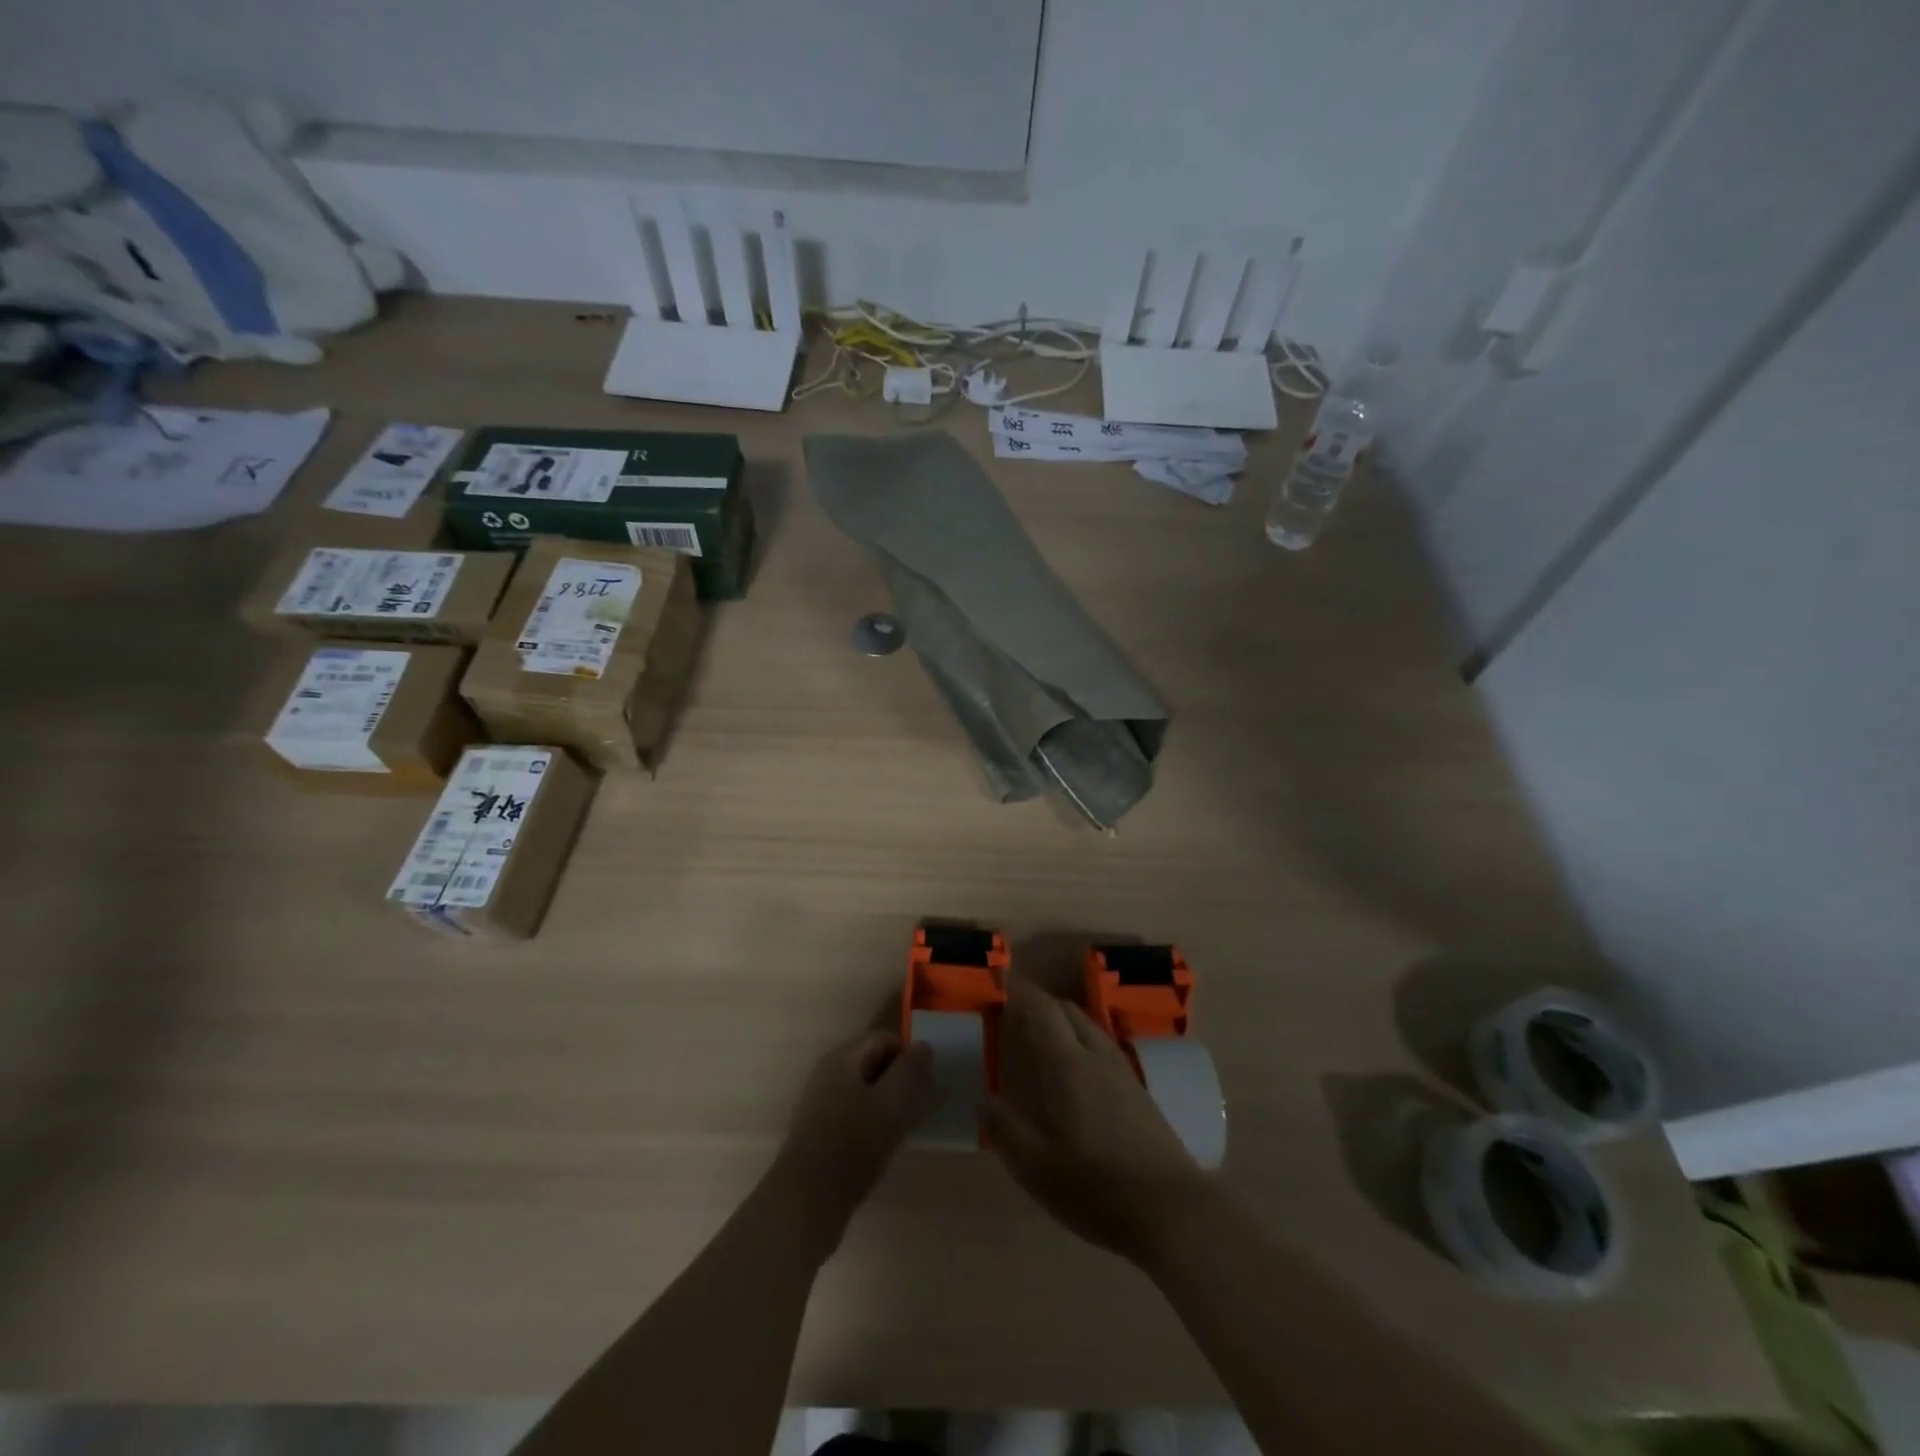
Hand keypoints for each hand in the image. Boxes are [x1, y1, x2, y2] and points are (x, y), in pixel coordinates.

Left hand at [771, 1029, 933, 1255]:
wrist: (806, 1202)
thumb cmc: (852, 1144)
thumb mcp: (890, 1104)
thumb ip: (910, 1071)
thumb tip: (925, 1046)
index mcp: (842, 1058)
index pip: (884, 1038)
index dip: (909, 1055)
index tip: (928, 1082)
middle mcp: (828, 1073)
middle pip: (874, 1062)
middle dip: (901, 1079)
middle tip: (922, 1105)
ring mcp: (822, 1103)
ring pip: (867, 1090)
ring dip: (890, 1102)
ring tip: (908, 1126)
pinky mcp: (822, 1131)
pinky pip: (856, 1112)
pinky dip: (875, 1120)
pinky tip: (886, 1144)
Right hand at [984, 977, 1211, 1265]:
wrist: (1172, 1211)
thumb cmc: (1096, 1187)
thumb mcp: (1037, 1168)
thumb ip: (1006, 1129)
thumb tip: (984, 1098)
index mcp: (1068, 1065)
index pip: (1040, 1009)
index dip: (1018, 990)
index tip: (998, 981)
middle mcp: (1096, 1056)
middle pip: (1066, 1010)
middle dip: (1039, 1002)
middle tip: (1012, 1013)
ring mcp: (1122, 1071)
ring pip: (1087, 1027)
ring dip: (1061, 1021)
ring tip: (1040, 1039)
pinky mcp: (1138, 1091)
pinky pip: (1101, 1046)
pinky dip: (1079, 1041)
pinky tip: (1073, 1072)